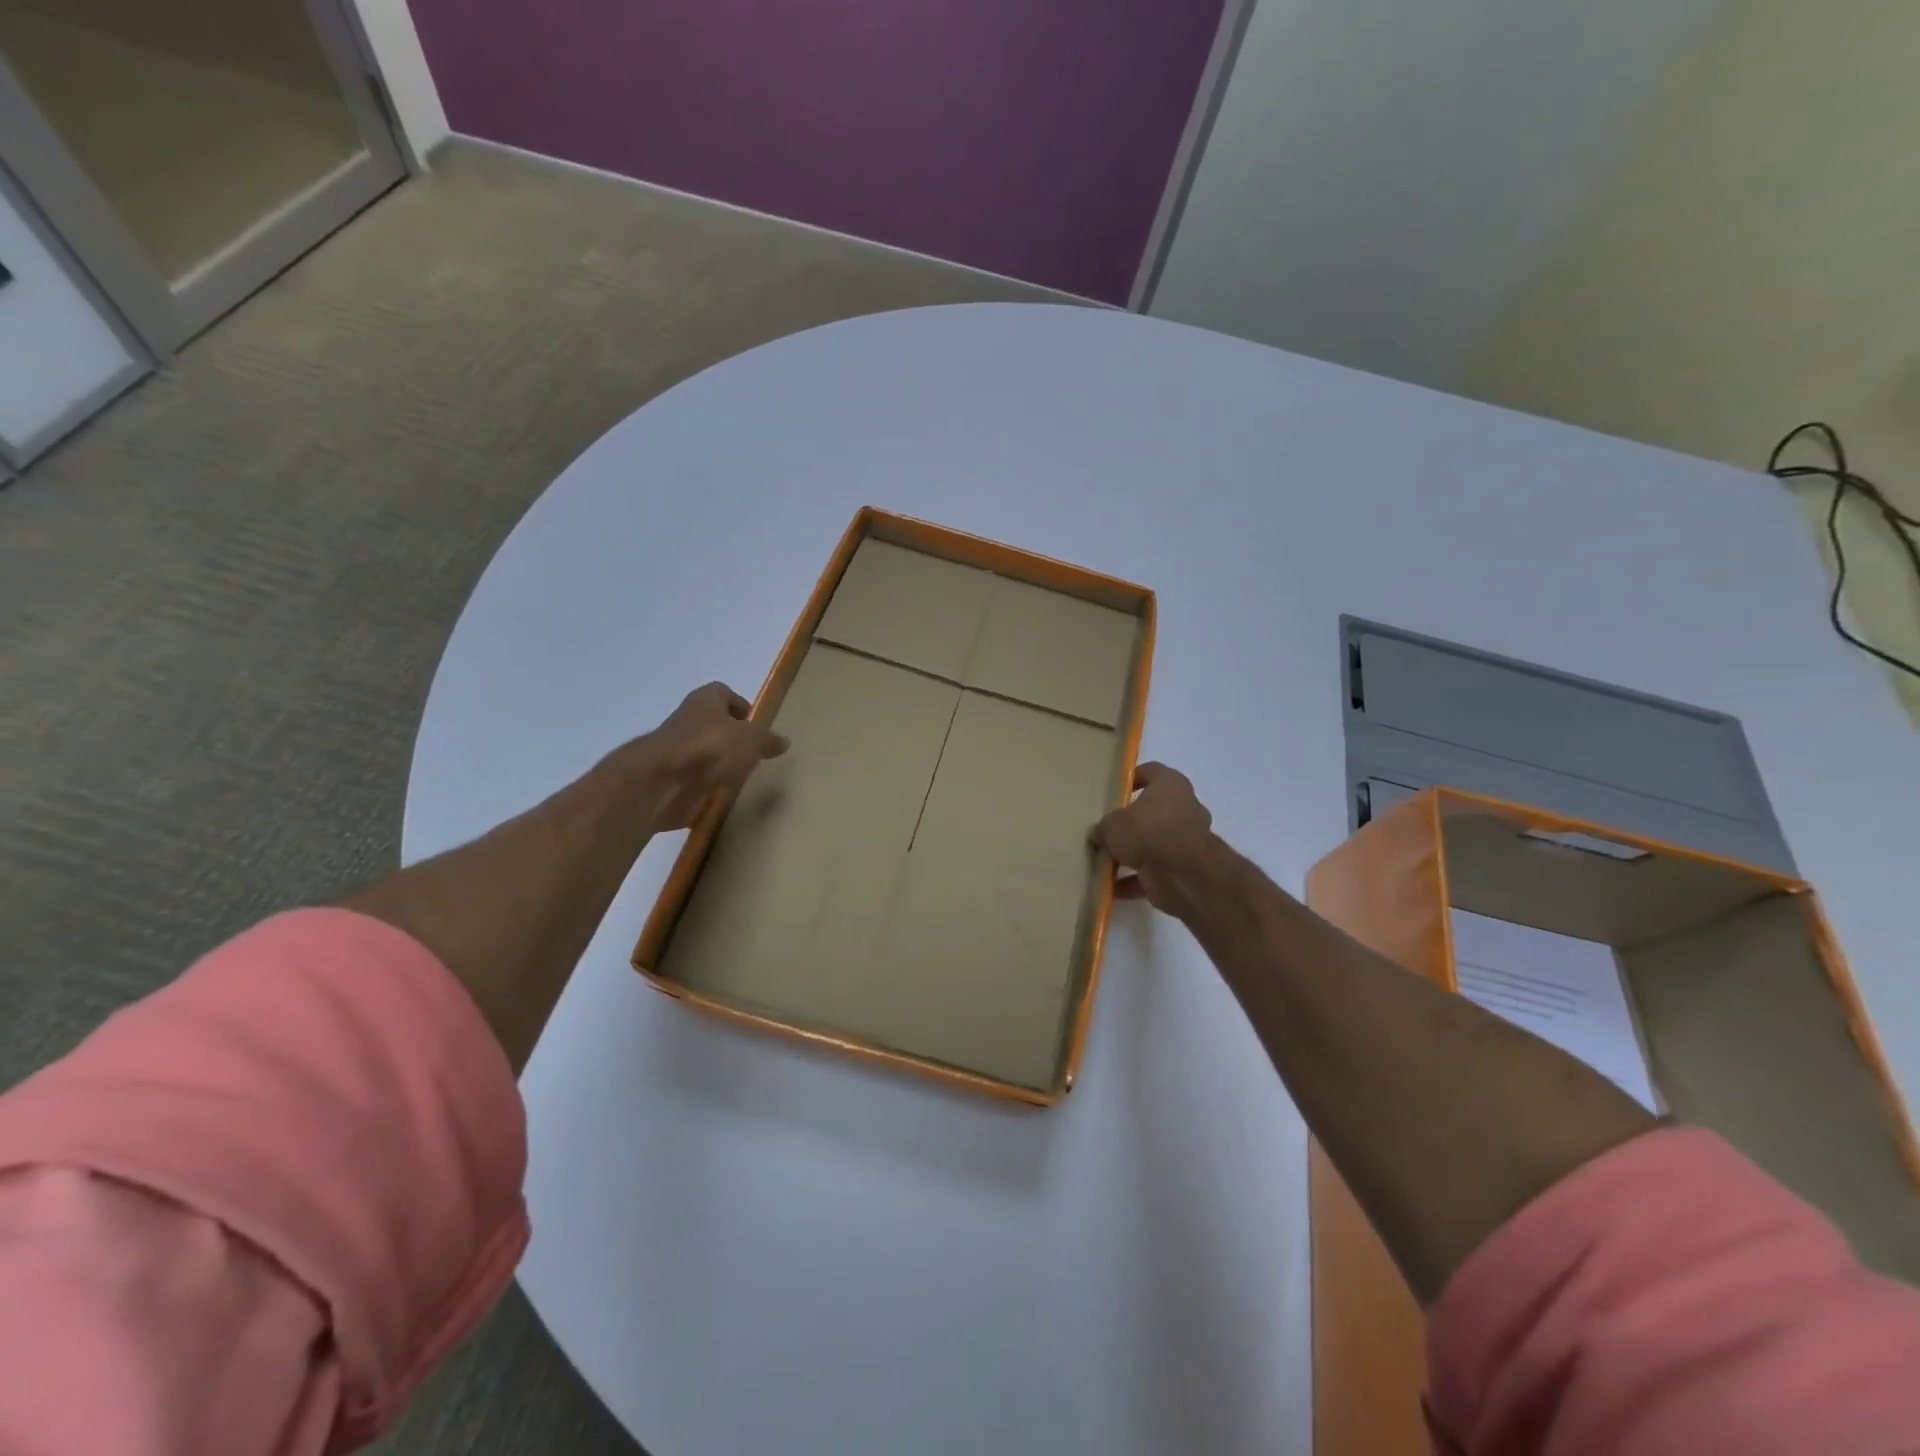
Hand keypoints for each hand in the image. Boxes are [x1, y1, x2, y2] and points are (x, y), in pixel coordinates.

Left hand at [630, 682, 789, 830]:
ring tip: (740, 775)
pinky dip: (705, 785)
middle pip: (711, 723)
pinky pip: (693, 779)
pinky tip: (722, 794)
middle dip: (729, 735)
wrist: (662, 783)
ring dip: (717, 761)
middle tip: (751, 750)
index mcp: (705, 700)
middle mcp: (687, 720)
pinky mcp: (669, 779)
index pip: (723, 693)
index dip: (739, 704)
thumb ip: (767, 740)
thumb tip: (782, 741)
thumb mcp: (751, 740)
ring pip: (701, 751)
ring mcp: (675, 751)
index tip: (753, 721)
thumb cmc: (710, 748)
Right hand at [1091, 762, 1217, 919]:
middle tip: (1106, 827)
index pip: (1151, 772)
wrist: (1182, 874)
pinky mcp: (1184, 869)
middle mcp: (1184, 808)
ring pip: (1154, 843)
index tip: (1113, 789)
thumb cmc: (1147, 831)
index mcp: (1171, 785)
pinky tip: (1110, 887)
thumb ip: (1104, 827)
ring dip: (1132, 853)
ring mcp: (1186, 840)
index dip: (1131, 778)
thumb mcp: (1112, 824)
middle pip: (1153, 810)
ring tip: (1104, 859)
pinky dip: (1134, 880)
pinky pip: (1153, 872)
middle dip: (1131, 821)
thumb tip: (1098, 834)